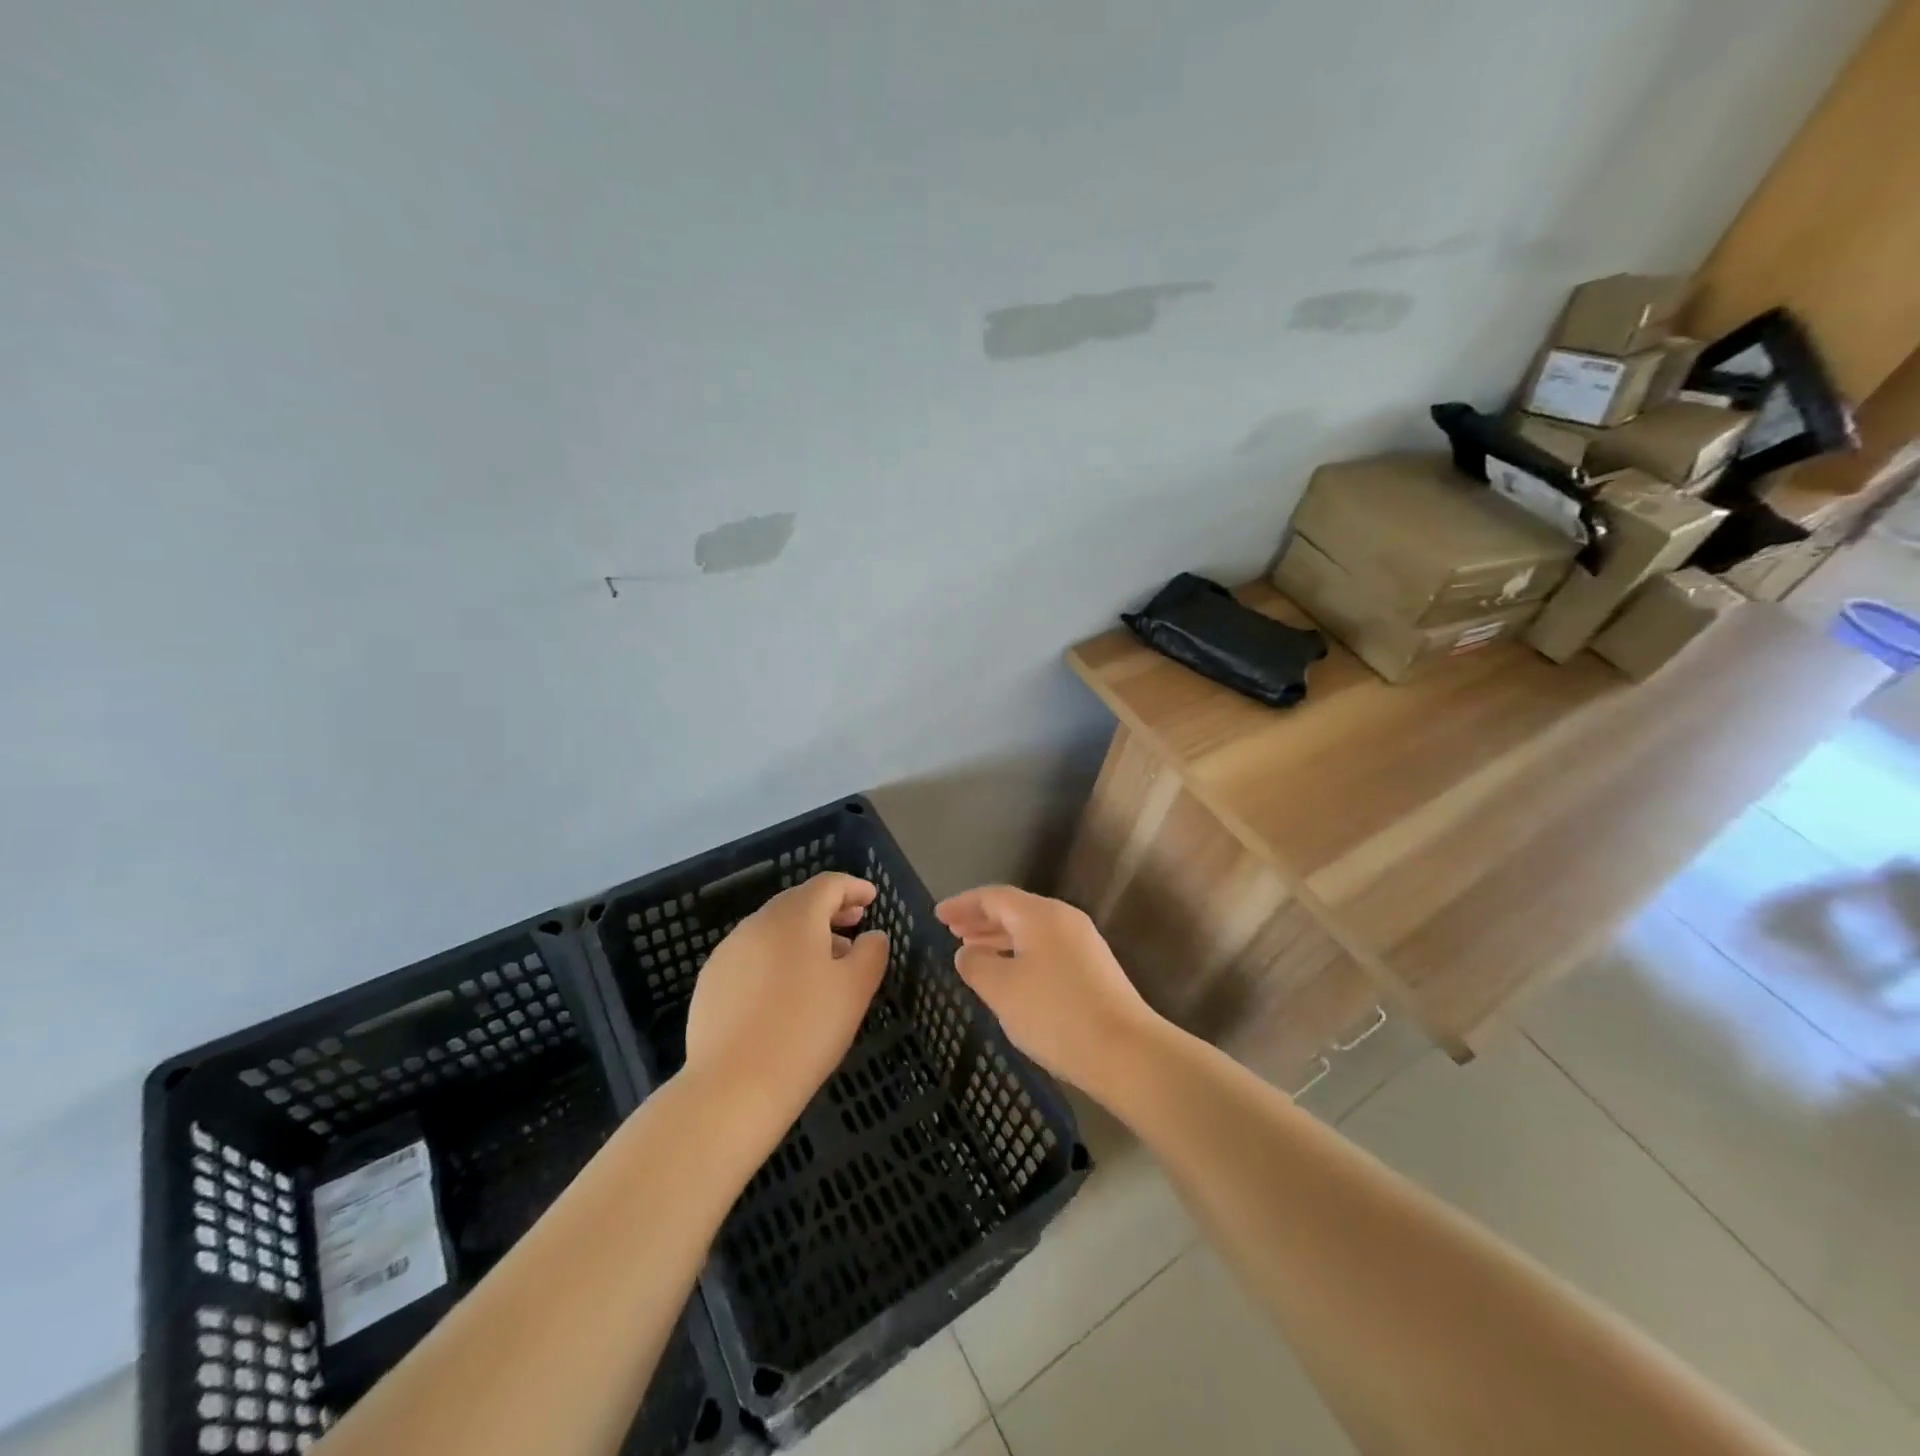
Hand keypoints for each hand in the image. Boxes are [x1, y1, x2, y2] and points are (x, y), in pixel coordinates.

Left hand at [681, 872, 888, 1125]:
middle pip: (798, 903)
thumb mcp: (856, 989)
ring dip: (803, 936)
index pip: (828, 884)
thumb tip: (872, 935)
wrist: (734, 1087)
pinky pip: (752, 957)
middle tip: (854, 924)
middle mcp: (757, 924)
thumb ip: (871, 953)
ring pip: (773, 931)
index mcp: (794, 917)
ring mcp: (728, 953)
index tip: (872, 898)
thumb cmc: (806, 1030)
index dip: (853, 887)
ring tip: (825, 964)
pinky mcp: (710, 983)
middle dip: (829, 910)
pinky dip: (776, 959)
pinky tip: (786, 992)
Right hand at [935, 885, 1164, 1093]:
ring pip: (1031, 931)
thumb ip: (976, 964)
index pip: (994, 897)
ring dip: (1000, 939)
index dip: (963, 904)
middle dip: (981, 919)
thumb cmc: (1055, 1014)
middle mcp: (1064, 919)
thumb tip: (966, 952)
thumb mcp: (1002, 989)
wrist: (1126, 1051)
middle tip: (952, 930)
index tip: (938, 915)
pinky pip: (1046, 949)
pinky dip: (1020, 954)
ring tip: (973, 952)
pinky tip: (1009, 977)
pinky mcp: (1094, 969)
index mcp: (1040, 915)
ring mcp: (1083, 944)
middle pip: (1015, 910)